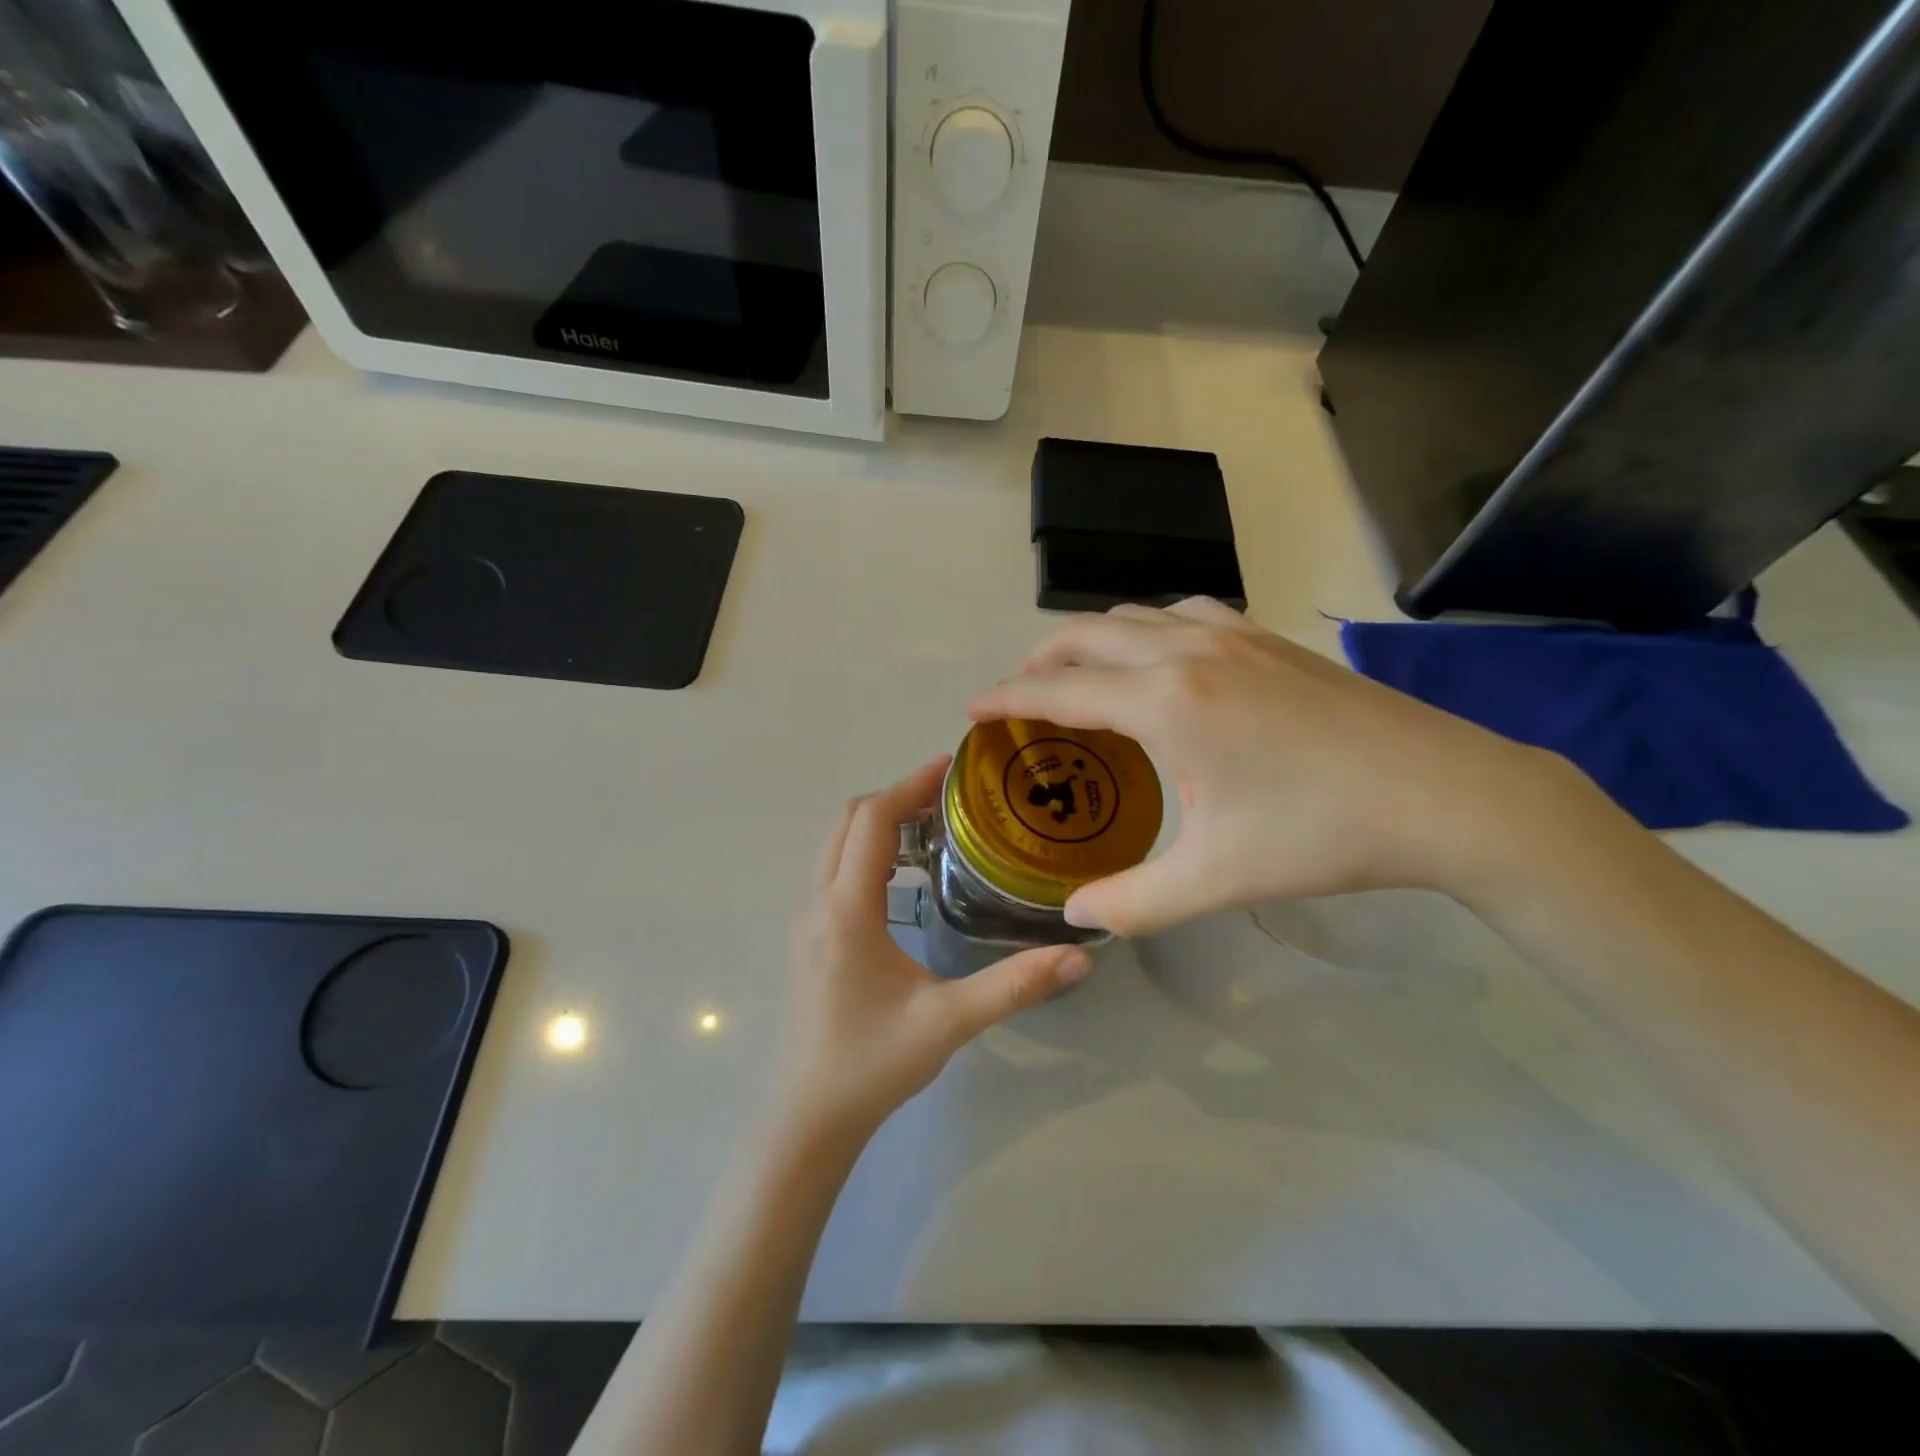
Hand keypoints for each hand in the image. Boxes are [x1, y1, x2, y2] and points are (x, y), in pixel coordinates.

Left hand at [774, 758, 1092, 1144]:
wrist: (810, 1116)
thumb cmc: (874, 1064)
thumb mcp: (950, 1022)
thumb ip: (1015, 985)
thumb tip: (1080, 955)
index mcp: (847, 910)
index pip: (873, 822)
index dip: (911, 786)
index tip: (952, 767)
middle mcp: (818, 903)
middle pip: (848, 821)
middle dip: (896, 797)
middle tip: (950, 797)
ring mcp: (806, 919)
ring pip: (835, 843)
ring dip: (878, 822)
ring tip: (934, 827)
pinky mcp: (808, 936)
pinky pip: (833, 869)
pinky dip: (865, 849)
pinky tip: (905, 876)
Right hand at [968, 598, 1596, 936]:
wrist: (1449, 794)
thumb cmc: (1323, 835)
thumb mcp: (1218, 879)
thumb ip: (1133, 902)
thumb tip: (1075, 917)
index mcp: (1167, 702)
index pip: (1061, 691)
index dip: (1008, 699)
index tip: (972, 708)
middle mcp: (1189, 651)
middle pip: (1088, 635)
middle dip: (1040, 661)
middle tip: (1018, 696)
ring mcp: (1234, 635)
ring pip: (1136, 615)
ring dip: (1092, 639)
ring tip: (1078, 674)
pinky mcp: (1269, 638)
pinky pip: (1183, 613)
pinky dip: (1146, 628)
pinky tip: (1160, 657)